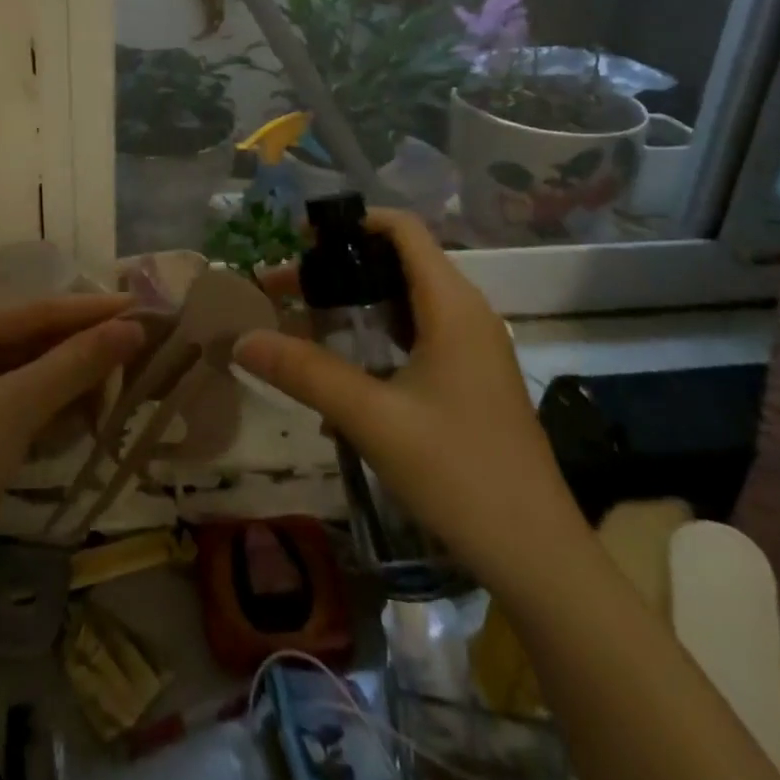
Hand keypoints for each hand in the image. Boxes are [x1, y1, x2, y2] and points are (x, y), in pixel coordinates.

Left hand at [0, 293, 142, 583]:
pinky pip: (16, 391)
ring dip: (69, 380)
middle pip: (32, 334)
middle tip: (138, 351)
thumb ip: (76, 363)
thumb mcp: (17, 409)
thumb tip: (135, 326)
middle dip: (82, 350)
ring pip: (28, 365)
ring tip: (116, 389)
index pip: (35, 308)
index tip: (144, 306)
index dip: (92, 310)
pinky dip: (48, 402)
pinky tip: (82, 414)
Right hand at [234, 209, 582, 586]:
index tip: (298, 239)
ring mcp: (472, 349)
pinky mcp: (469, 381)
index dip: (350, 222)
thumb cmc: (459, 473)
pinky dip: (373, 340)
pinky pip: (414, 338)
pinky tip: (338, 379)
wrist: (538, 558)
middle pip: (396, 264)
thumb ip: (304, 372)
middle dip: (337, 269)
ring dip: (351, 308)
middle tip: (283, 290)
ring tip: (300, 327)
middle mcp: (466, 314)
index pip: (402, 229)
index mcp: (452, 305)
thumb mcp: (372, 417)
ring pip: (403, 304)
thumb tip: (240, 340)